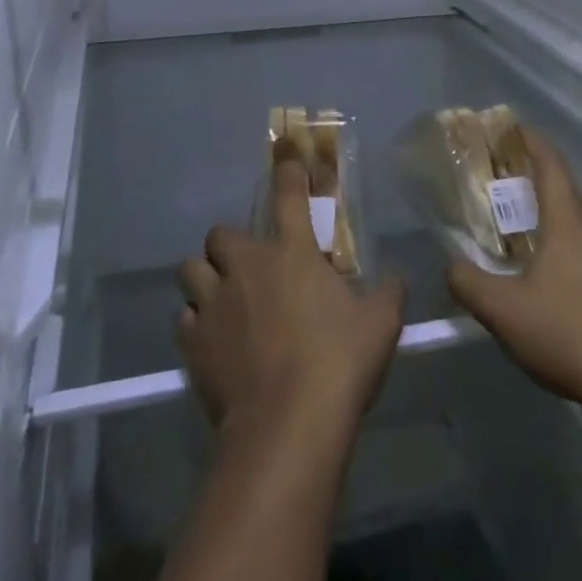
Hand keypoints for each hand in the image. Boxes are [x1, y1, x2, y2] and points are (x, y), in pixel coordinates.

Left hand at [177, 160, 404, 431]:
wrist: (288, 425)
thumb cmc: (338, 364)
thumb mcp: (380, 325)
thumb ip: (388, 294)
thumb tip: (397, 278)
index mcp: (292, 252)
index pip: (288, 195)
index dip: (287, 171)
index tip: (285, 155)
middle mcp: (246, 266)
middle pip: (220, 233)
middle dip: (229, 245)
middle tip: (246, 267)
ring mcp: (214, 302)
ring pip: (190, 271)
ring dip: (204, 280)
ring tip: (219, 300)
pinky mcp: (193, 342)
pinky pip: (184, 319)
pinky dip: (195, 324)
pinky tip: (211, 341)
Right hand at [447, 129, 581, 413]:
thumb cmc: (568, 337)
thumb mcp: (503, 313)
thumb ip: (468, 283)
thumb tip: (451, 266)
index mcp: (569, 222)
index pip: (551, 166)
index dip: (534, 143)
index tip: (520, 129)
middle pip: (579, 196)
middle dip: (555, 194)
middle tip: (533, 209)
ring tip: (570, 247)